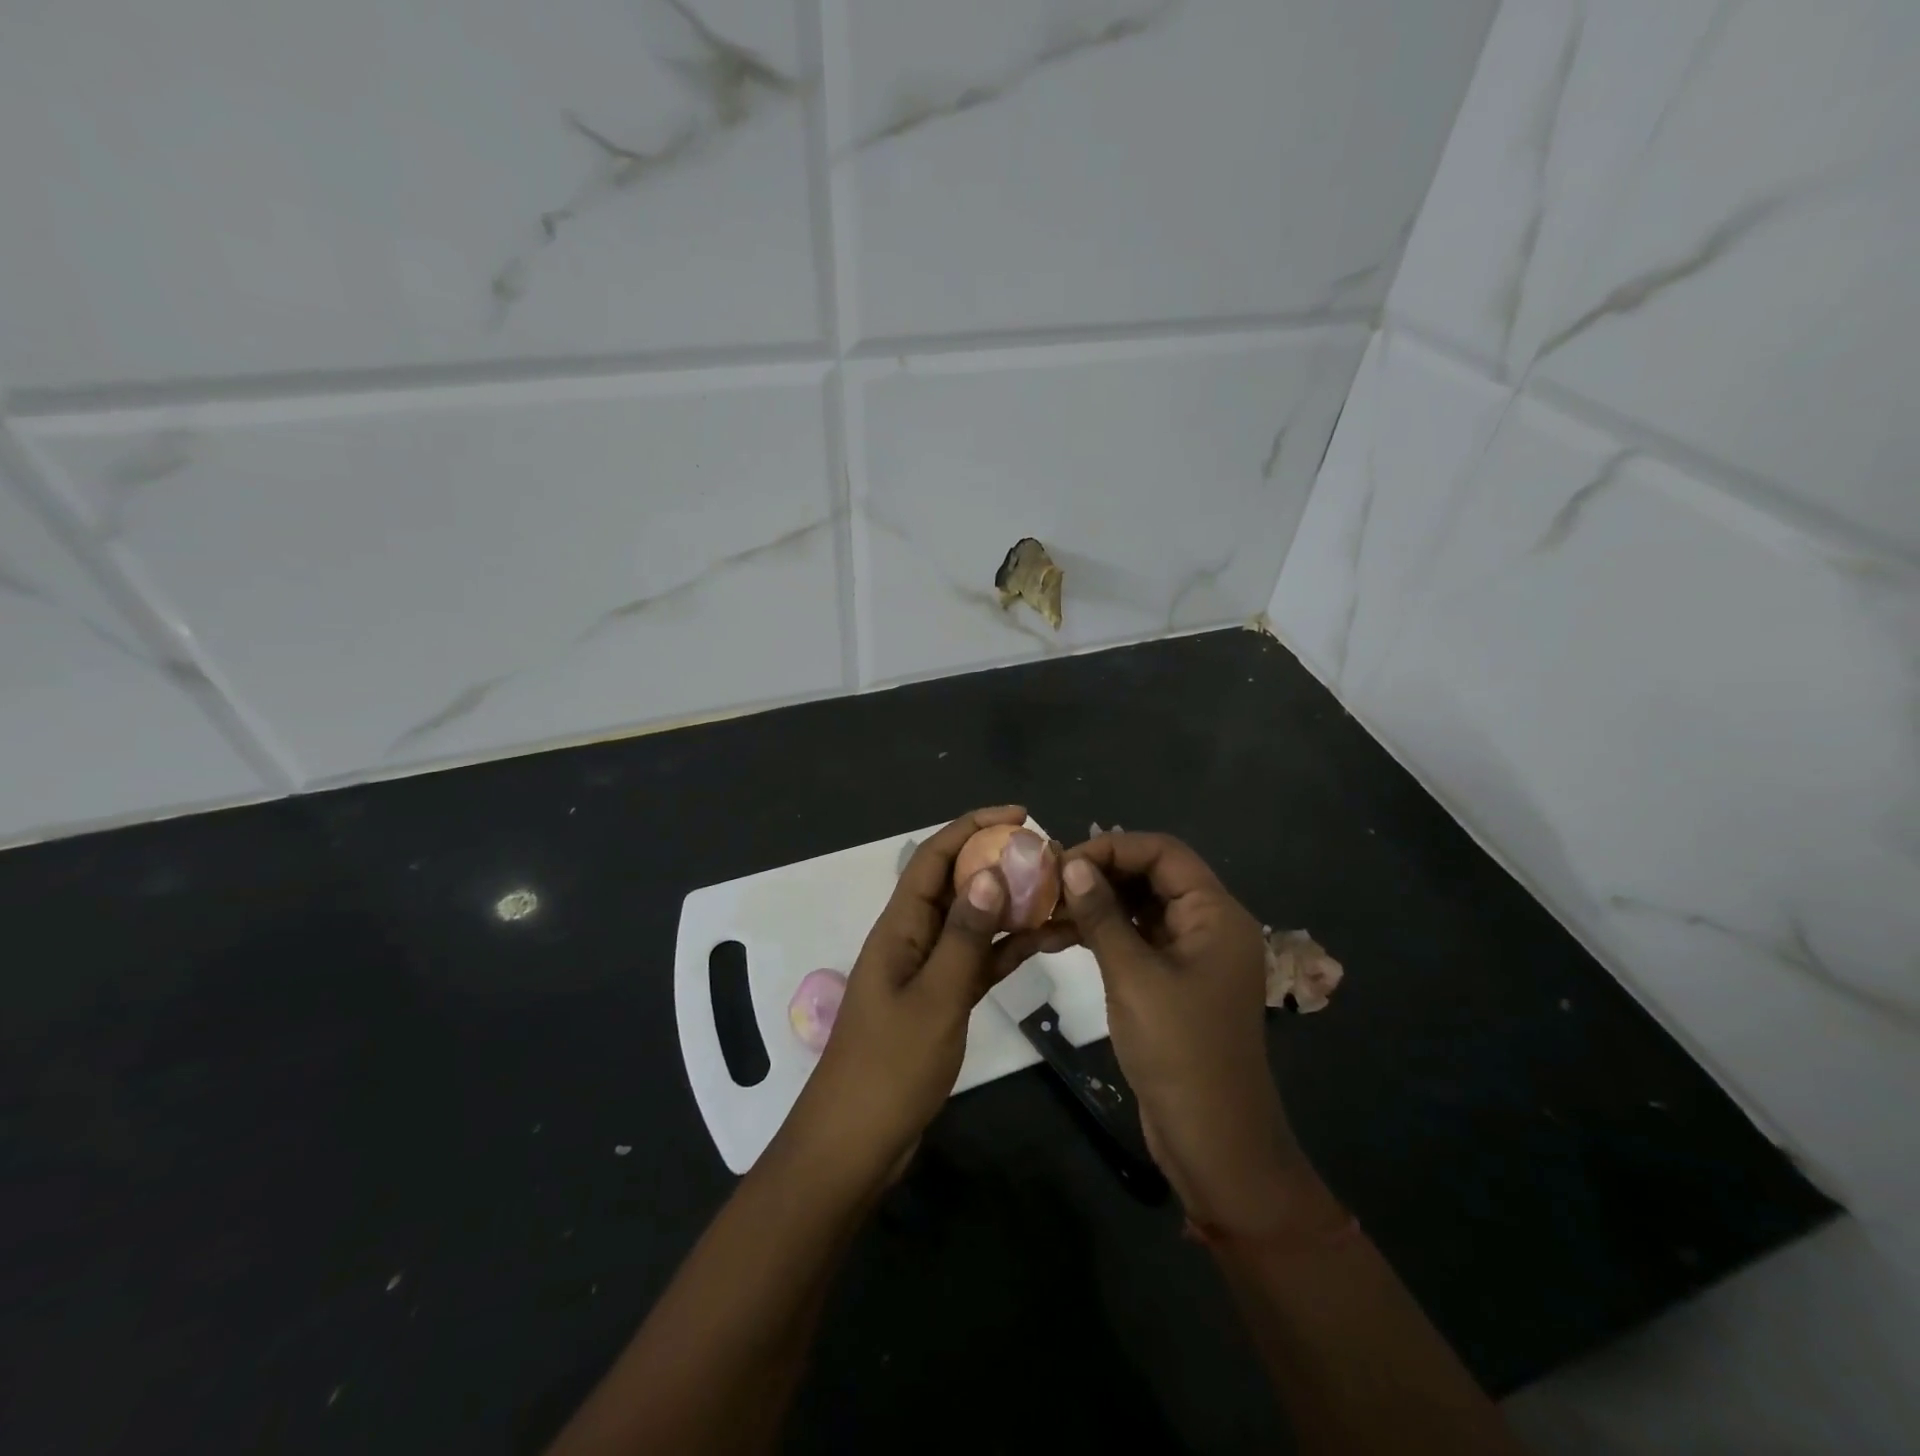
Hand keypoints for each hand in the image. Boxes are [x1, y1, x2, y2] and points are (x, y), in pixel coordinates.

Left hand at [781, 806, 1054, 1183]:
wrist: (856, 1144)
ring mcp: (928, 969)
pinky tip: (1046, 940)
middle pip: (958, 884)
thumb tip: (991, 872)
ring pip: (974, 922)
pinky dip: (1009, 948)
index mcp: (900, 926)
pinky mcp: (941, 999)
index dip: (973, 827)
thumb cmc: (889, 1068)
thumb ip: (965, 936)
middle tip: (1052, 858)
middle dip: (1001, 862)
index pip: (935, 858)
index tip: (1021, 815)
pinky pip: (979, 960)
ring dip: (1012, 906)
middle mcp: (913, 938)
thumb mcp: (934, 998)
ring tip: (1059, 894)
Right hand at [1059, 832, 1328, 1233]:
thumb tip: (1072, 864)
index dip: (1113, 848)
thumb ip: (1102, 916)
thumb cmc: (1179, 1052)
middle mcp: (1208, 925)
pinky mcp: (1172, 981)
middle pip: (1151, 876)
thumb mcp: (1134, 977)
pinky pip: (1135, 940)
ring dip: (1095, 904)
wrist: (1214, 1143)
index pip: (1164, 853)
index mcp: (1215, 914)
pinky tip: (1057, 936)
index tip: (1062, 862)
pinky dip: (1101, 934)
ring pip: (1139, 908)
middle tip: (1046, 883)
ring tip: (1043, 907)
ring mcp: (1190, 955)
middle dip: (1099, 874)